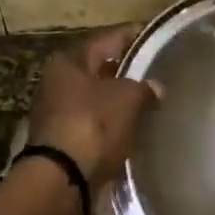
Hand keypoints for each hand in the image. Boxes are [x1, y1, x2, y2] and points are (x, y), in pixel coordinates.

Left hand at [25, 26, 160, 189]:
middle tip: (157, 71)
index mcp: (68, 61)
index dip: (134, 36)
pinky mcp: (65, 142)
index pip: (108, 39)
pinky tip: (135, 128)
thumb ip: (144, 88)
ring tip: (151, 102)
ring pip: (98, 99)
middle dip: (127, 71)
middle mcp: (57, 82)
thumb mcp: (127, 98)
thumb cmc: (93, 125)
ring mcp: (59, 114)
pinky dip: (114, 125)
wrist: (63, 179)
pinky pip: (96, 125)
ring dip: (120, 101)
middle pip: (99, 69)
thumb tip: (155, 88)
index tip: (157, 36)